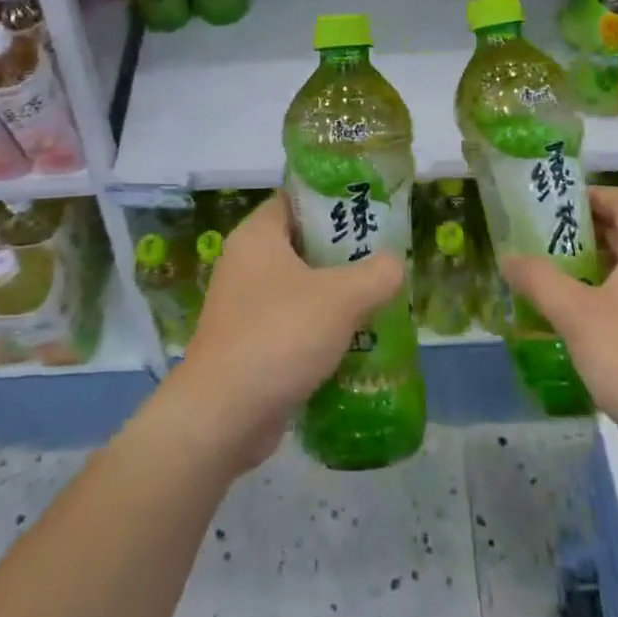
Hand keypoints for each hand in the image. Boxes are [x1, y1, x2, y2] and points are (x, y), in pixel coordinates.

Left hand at [160, 192, 403, 474]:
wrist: (223, 417)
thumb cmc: (280, 335)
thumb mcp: (342, 298)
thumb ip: (377, 274)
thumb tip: (394, 264)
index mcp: (257, 235)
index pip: (297, 198)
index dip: (334, 200)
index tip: (370, 210)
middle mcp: (245, 263)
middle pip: (302, 243)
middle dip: (343, 252)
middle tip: (382, 258)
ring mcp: (243, 305)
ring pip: (299, 287)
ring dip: (334, 295)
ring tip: (377, 299)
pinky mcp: (247, 343)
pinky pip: (291, 322)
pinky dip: (319, 328)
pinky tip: (354, 341)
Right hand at [499, 186, 617, 448]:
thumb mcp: (577, 314)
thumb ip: (540, 280)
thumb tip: (507, 258)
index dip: (589, 195)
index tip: (550, 205)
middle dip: (581, 233)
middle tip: (539, 239)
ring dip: (589, 269)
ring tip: (548, 277)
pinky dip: (602, 301)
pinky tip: (573, 323)